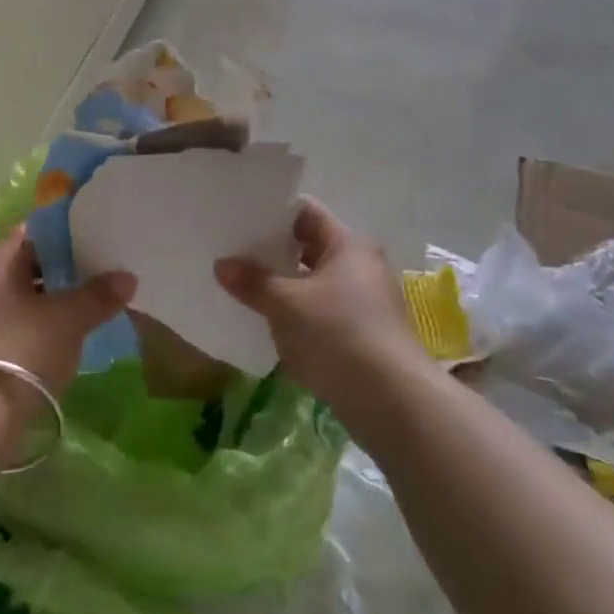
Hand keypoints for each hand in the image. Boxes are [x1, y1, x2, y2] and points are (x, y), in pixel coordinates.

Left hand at [0, 226, 135, 413]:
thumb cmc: (21, 348)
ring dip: (52, 303)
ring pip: (23, 301)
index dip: (64, 235)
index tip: (94, 237)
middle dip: (61, 271)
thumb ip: (98, 295)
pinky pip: (17, 328)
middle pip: (26, 269)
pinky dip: (41, 328)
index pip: (31, 235)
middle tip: (99, 273)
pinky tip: (67, 338)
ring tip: (90, 306)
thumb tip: (128, 277)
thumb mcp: (68, 318)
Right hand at [214, 200, 420, 409]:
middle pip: (309, 247)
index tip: (239, 218)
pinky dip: (297, 313)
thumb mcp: (285, 304)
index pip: (305, 213)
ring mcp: (365, 301)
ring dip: (284, 286)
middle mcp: (361, 265)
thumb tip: (222, 264)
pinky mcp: (362, 333)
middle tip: (233, 253)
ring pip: (314, 282)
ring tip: (243, 287)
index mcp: (348, 244)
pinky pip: (321, 311)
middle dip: (273, 252)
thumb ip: (253, 281)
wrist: (391, 401)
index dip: (272, 213)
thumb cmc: (337, 334)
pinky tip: (268, 322)